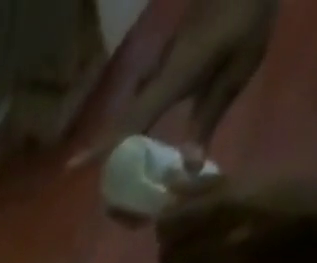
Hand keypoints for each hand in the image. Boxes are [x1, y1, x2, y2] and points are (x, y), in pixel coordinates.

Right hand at [70, 0, 276, 166]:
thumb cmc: (245, 17)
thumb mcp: (237, 71)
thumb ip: (208, 119)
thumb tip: (188, 169)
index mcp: (170, 82)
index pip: (129, 121)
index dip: (100, 147)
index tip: (70, 166)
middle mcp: (154, 81)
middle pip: (123, 124)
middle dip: (107, 155)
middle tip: (104, 191)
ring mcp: (155, 73)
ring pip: (130, 116)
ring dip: (123, 145)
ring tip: (123, 177)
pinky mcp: (161, 70)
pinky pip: (142, 106)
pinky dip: (137, 129)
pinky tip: (143, 146)